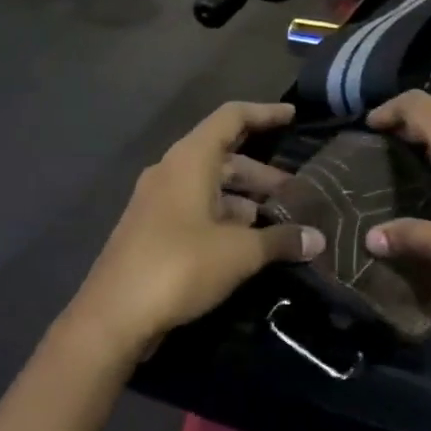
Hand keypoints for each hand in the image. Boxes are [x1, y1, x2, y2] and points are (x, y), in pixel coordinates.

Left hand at [69, 103, 323, 352]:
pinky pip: (197, 209)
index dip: (265, 113)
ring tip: (280, 222)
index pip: (232, 118)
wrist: (113, 317)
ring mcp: (158, 201)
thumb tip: (318, 239)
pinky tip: (249, 244)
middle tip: (298, 194)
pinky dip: (226, 218)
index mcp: (190, 160)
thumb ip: (281, 240)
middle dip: (263, 174)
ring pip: (211, 187)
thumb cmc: (179, 266)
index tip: (294, 116)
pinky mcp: (153, 230)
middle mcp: (171, 171)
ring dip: (246, 200)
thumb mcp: (239, 253)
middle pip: (225, 157)